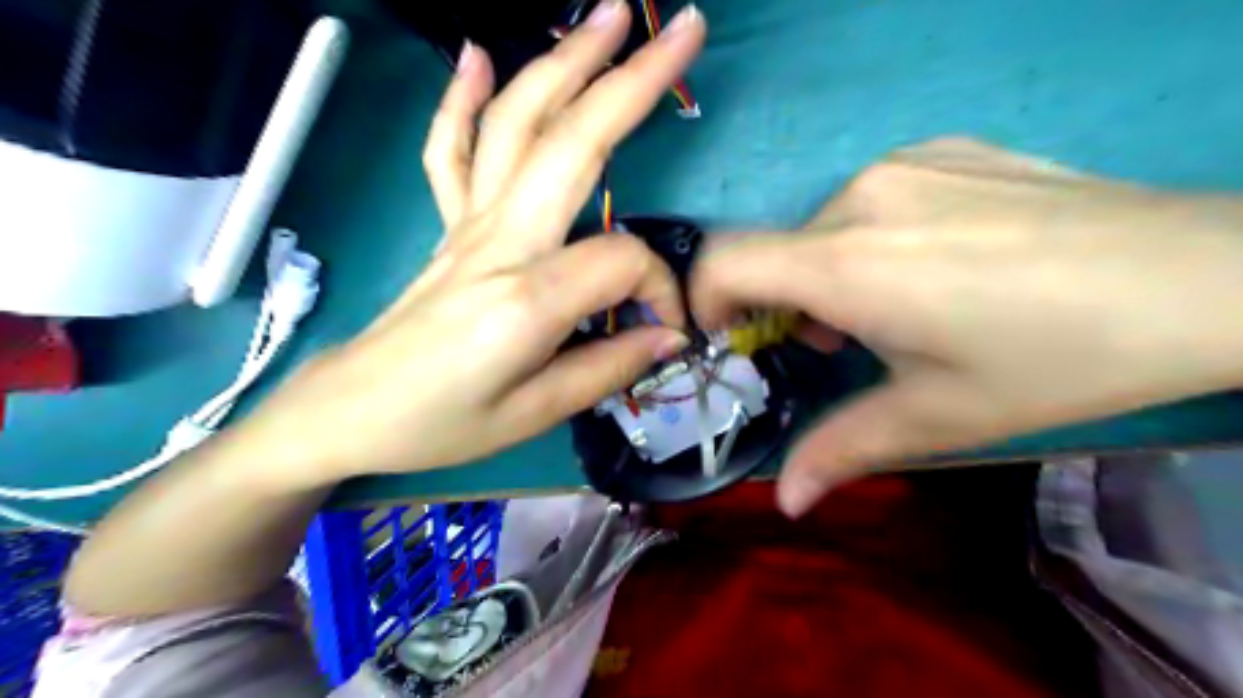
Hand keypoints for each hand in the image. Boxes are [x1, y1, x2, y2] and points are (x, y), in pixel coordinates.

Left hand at [236, 0, 703, 485]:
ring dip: (564, 63)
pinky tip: (477, 54)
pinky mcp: (447, 225)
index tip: (664, 331)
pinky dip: (463, 98)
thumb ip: (607, 368)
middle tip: (685, 33)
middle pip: (573, 142)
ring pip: (516, 124)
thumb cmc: (440, 424)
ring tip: (609, 17)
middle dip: (634, 82)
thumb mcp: (534, 414)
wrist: (350, 412)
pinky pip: (451, 149)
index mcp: (526, 297)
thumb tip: (666, 336)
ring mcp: (467, 223)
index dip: (659, 292)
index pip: (622, 262)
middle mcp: (498, 241)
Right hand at [695, 137, 1242, 518]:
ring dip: (831, 271)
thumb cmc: (1054, 358)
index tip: (733, 337)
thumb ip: (841, 450)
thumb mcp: (937, 415)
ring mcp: (903, 163)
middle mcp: (860, 197)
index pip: (724, 261)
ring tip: (896, 302)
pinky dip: (870, 236)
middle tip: (843, 340)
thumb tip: (784, 501)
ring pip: (822, 227)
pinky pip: (870, 198)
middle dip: (786, 303)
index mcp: (847, 264)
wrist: (1200, 277)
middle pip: (776, 253)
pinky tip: (939, 258)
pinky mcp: (942, 148)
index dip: (706, 300)